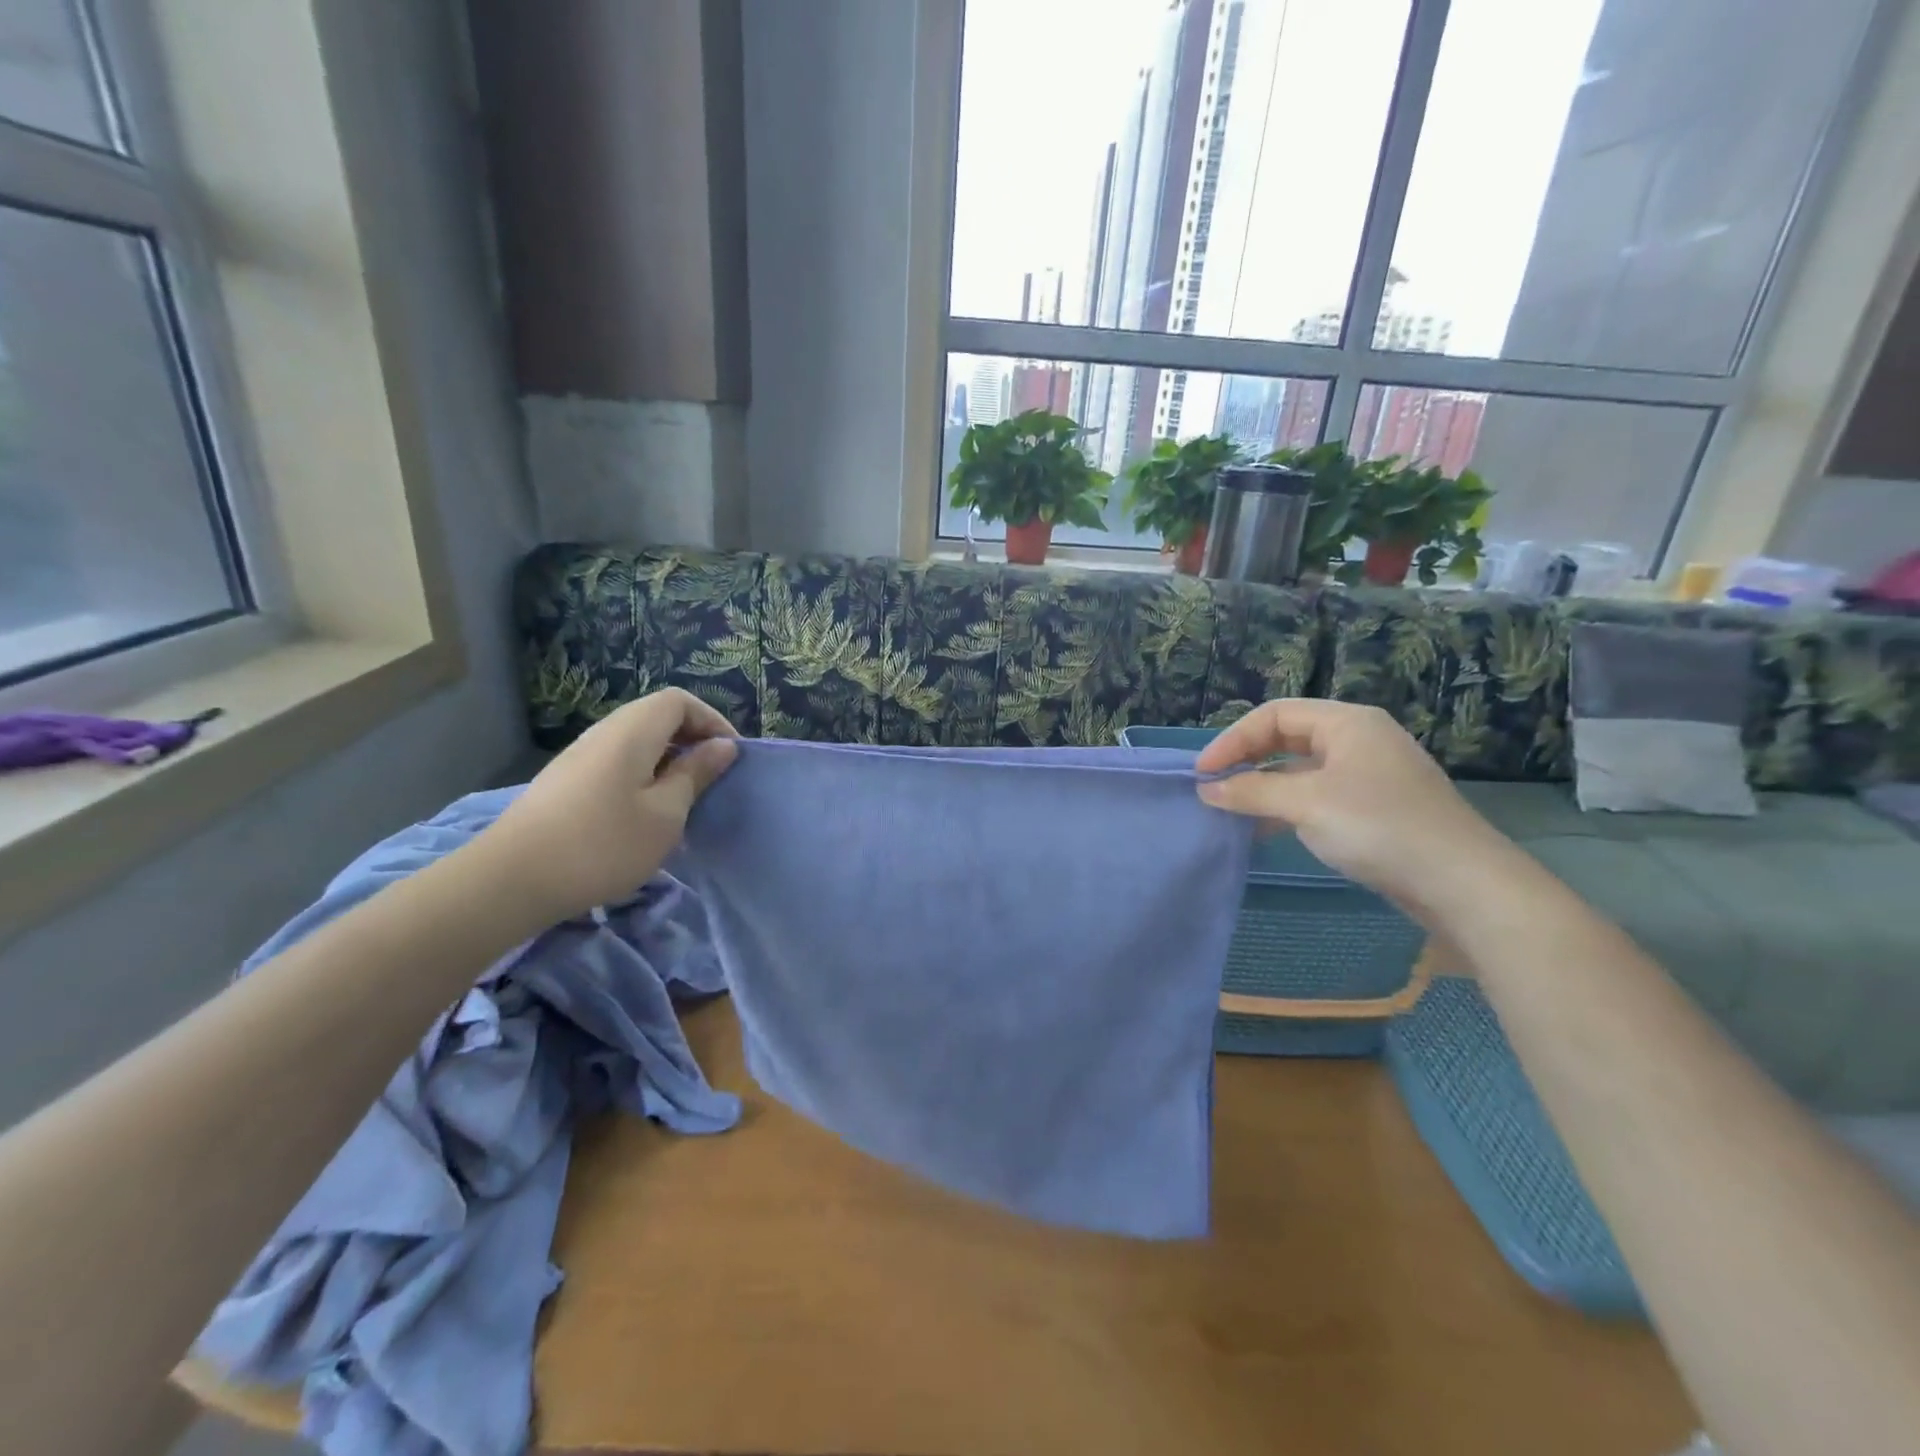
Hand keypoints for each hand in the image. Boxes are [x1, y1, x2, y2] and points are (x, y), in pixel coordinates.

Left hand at [481, 689, 737, 923]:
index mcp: (632, 731)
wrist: (511, 881)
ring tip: (683, 797)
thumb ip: (696, 774)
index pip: (679, 700)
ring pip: (636, 741)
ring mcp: (579, 756)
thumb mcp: (665, 814)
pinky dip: (643, 774)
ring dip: (667, 760)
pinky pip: (616, 761)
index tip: (730, 756)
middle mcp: (603, 732)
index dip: (711, 720)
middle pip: (656, 716)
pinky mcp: (565, 782)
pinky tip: (645, 813)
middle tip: (712, 777)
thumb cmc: (603, 844)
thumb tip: (722, 746)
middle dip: (691, 739)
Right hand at [1194, 699, 1509, 914]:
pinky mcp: (1374, 807)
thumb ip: (1251, 792)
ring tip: (1233, 810)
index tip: (1204, 773)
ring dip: (1264, 786)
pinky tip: (1267, 829)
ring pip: (1301, 768)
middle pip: (1287, 737)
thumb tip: (1207, 789)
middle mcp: (1358, 739)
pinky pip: (1317, 794)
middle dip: (1247, 760)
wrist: (1460, 882)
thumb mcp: (1305, 804)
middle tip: (1214, 787)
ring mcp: (1369, 774)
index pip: (1274, 715)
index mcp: (1347, 722)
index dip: (1233, 739)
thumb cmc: (1377, 827)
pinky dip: (1287, 806)